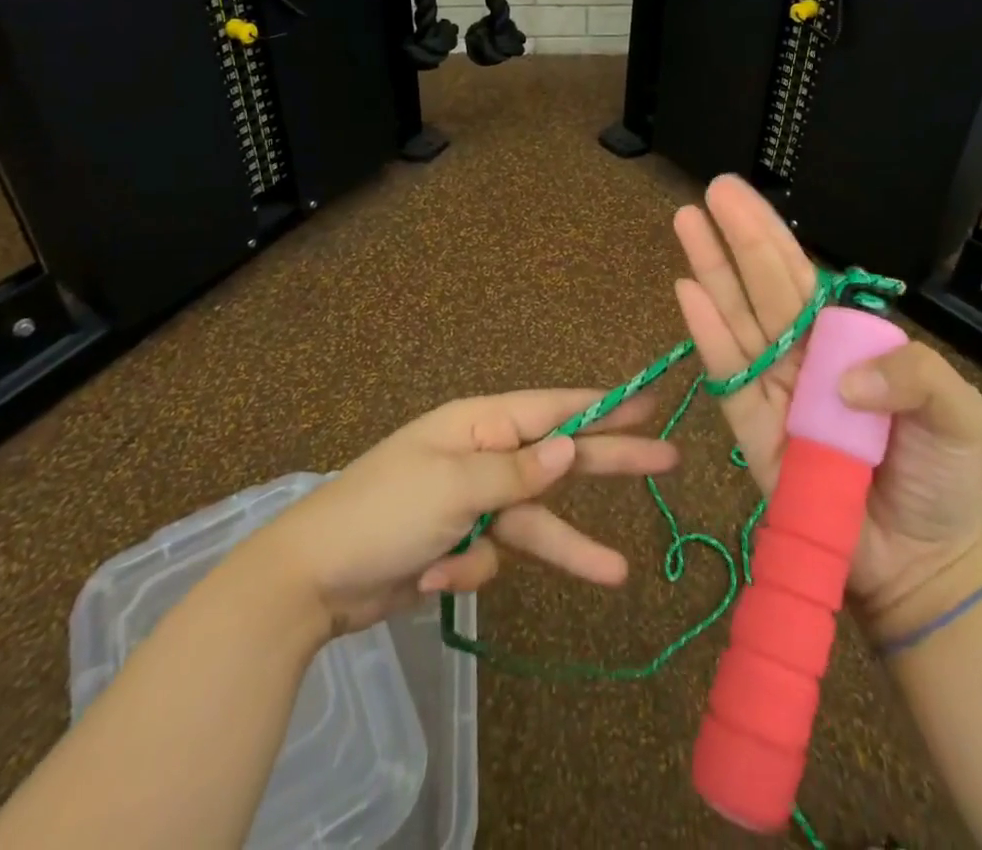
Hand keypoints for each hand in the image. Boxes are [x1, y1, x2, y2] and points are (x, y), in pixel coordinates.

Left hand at [254, 388, 676, 636]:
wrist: (313, 580)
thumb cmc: (384, 513)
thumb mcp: (453, 487)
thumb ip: (516, 472)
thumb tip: (568, 449)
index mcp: (479, 425)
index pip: (554, 409)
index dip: (605, 405)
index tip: (650, 400)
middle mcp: (484, 455)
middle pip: (559, 459)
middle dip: (611, 461)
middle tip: (668, 458)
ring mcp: (475, 502)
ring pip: (535, 521)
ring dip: (562, 549)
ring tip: (617, 572)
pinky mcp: (464, 544)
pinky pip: (491, 559)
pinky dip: (469, 573)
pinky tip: (435, 578)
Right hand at [673, 175, 981, 638]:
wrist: (921, 561)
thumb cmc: (939, 478)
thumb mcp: (955, 412)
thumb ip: (913, 374)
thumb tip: (838, 373)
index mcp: (843, 340)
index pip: (800, 275)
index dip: (770, 234)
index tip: (740, 194)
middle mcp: (801, 354)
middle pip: (762, 285)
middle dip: (736, 236)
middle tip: (710, 190)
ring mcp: (773, 389)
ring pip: (737, 317)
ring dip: (711, 269)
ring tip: (686, 223)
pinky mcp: (752, 430)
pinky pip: (728, 376)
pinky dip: (707, 334)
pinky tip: (686, 292)